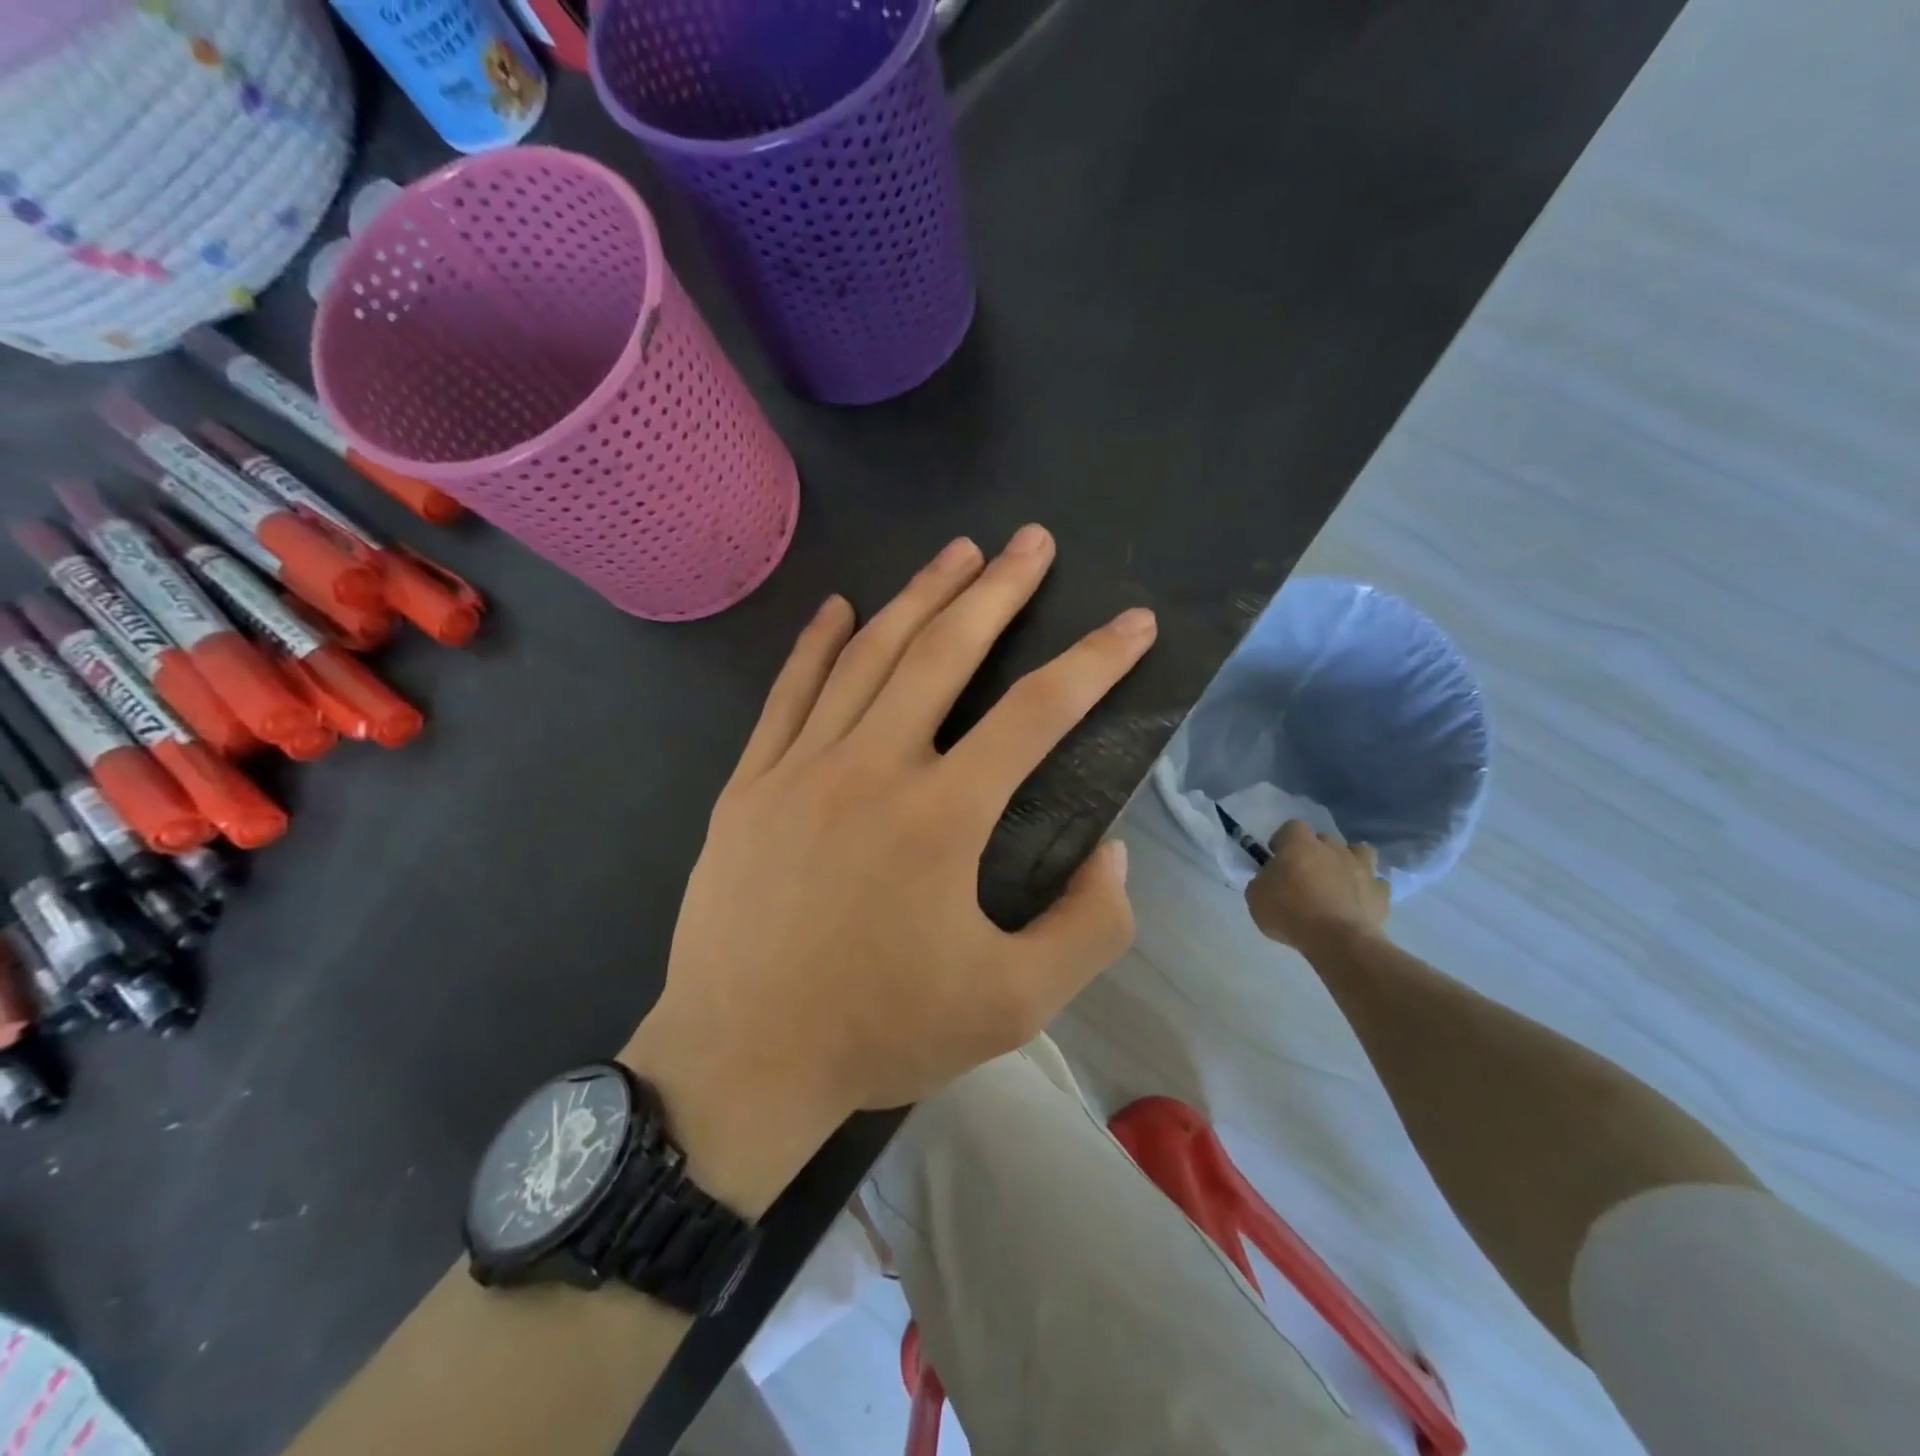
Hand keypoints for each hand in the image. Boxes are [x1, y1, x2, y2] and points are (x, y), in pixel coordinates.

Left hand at [623, 525, 1155, 1212]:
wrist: (740, 1059)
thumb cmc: (879, 1032)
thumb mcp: (1014, 1005)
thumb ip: (1087, 929)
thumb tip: (1112, 855)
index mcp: (941, 817)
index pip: (1036, 713)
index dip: (1095, 662)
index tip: (1133, 624)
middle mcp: (871, 767)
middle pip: (944, 652)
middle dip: (998, 590)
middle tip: (1033, 541)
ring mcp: (800, 768)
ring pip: (867, 656)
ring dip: (918, 597)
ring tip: (957, 552)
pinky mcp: (749, 784)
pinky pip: (787, 693)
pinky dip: (815, 643)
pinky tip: (837, 605)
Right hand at [1244, 821, 1389, 954]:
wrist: (1337, 940)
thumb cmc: (1289, 913)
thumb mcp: (1256, 896)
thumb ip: (1263, 880)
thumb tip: (1272, 878)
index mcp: (1300, 844)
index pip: (1291, 827)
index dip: (1283, 841)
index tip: (1277, 859)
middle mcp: (1333, 848)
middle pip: (1324, 840)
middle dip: (1315, 853)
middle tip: (1304, 876)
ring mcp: (1361, 868)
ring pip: (1360, 852)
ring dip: (1349, 862)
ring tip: (1339, 882)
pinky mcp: (1381, 892)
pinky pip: (1376, 884)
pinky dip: (1368, 890)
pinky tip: (1358, 903)